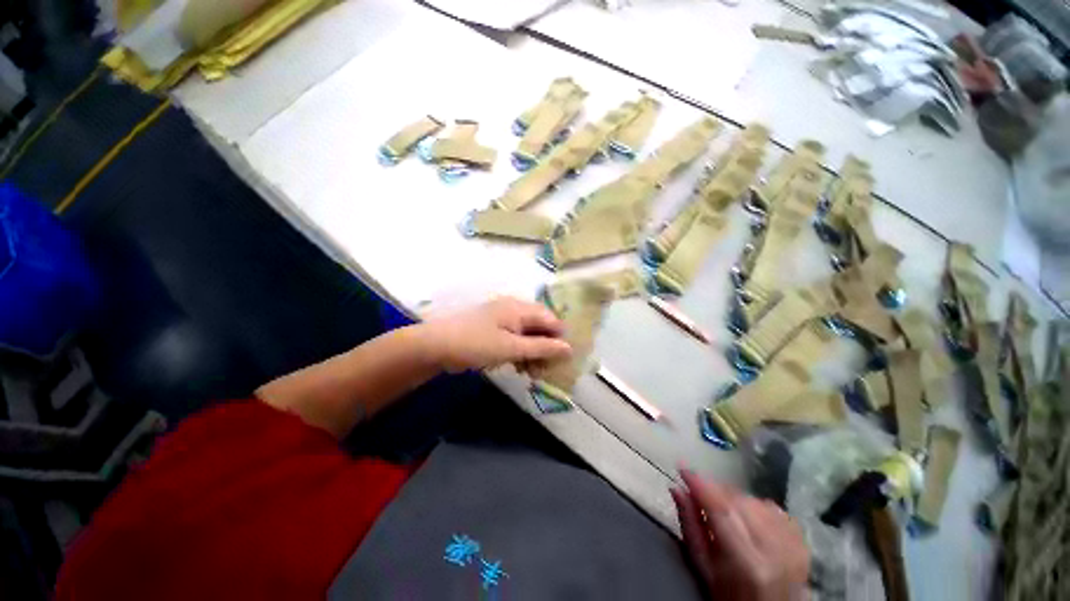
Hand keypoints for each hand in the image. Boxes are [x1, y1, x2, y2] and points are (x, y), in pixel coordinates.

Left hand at [421, 297, 571, 372]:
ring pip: (528, 335)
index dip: (559, 339)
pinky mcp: (493, 331)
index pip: (550, 320)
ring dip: (533, 353)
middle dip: (546, 348)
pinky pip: (515, 339)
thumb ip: (541, 347)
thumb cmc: (476, 344)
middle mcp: (513, 309)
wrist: (435, 346)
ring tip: (532, 373)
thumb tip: (569, 348)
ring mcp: (502, 320)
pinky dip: (520, 353)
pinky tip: (519, 367)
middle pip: (540, 327)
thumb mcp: (511, 347)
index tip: (562, 360)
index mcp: (520, 309)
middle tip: (545, 370)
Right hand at [671, 471, 808, 600]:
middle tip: (699, 490)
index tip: (682, 468)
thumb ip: (689, 525)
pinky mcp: (801, 538)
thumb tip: (676, 489)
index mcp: (745, 561)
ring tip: (722, 508)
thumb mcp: (704, 566)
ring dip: (732, 496)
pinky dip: (753, 503)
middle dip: (714, 489)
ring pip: (753, 500)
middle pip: (737, 501)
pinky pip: (771, 506)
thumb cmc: (730, 593)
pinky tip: (746, 515)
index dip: (700, 484)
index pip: (720, 510)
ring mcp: (791, 542)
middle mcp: (772, 548)